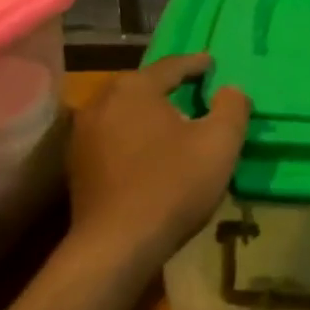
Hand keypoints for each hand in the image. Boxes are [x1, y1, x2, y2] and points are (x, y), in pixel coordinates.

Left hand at [67, 54, 249, 270]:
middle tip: (195, 93)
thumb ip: (232, 108)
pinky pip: (113, 138)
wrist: (117, 245)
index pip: (171, 66)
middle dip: (170, 89)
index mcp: (134, 88)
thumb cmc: (172, 185)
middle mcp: (102, 101)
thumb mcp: (219, 143)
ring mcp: (83, 134)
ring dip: (150, 115)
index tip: (212, 64)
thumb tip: (231, 90)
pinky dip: (134, 138)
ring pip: (125, 113)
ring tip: (174, 125)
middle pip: (143, 87)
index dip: (196, 64)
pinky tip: (149, 154)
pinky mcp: (77, 165)